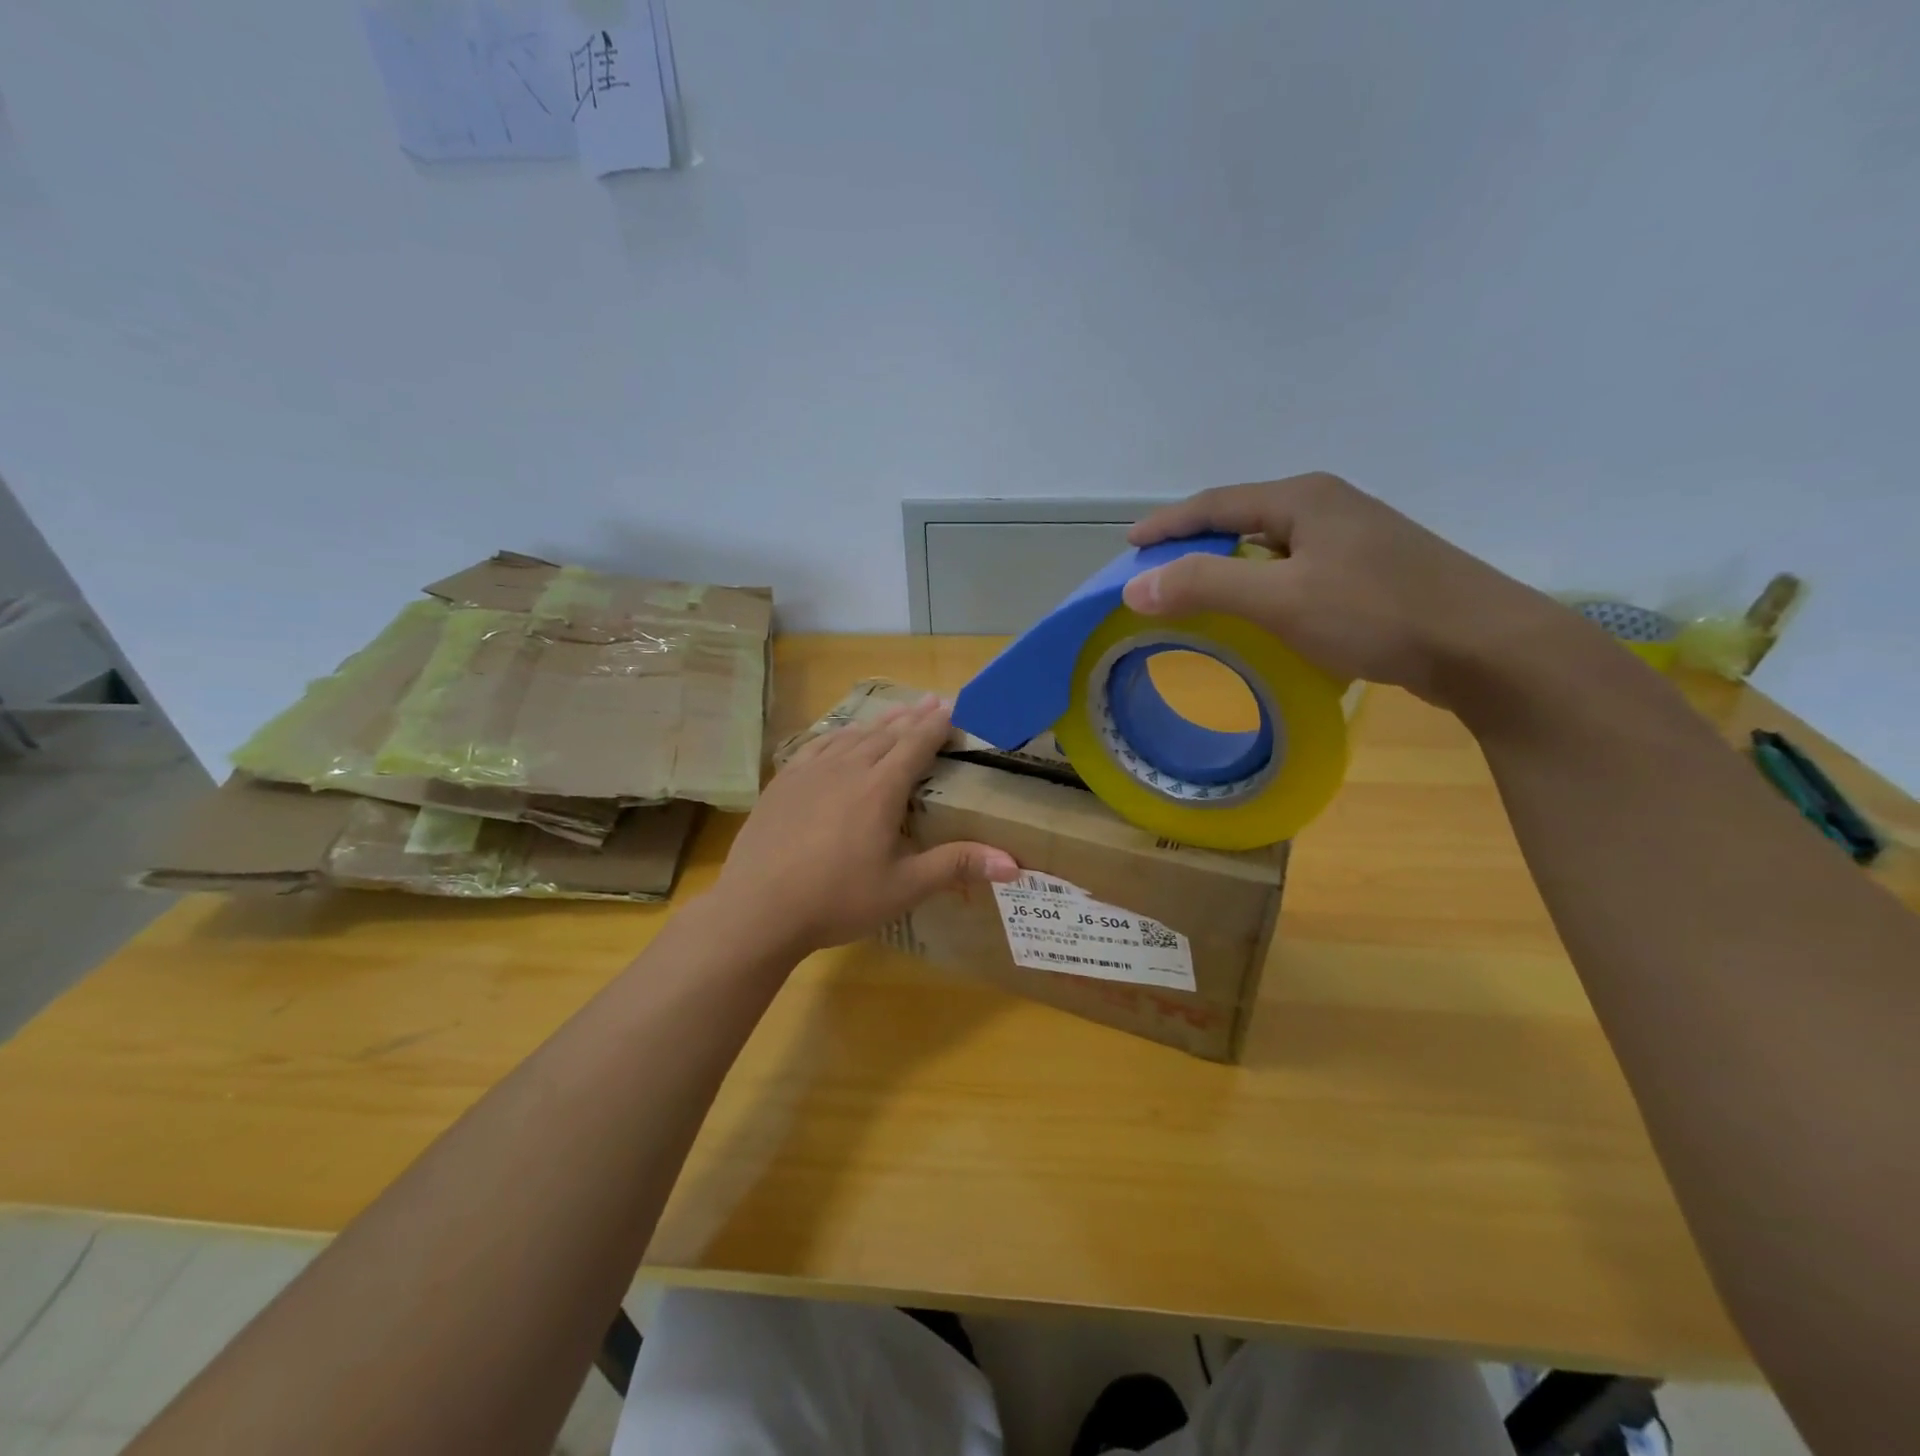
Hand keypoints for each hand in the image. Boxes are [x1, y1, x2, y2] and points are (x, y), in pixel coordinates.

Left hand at [713, 696, 1019, 956]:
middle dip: (914, 717)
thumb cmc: (837, 900)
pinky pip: (818, 745)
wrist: (758, 909)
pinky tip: (840, 736)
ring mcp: (810, 771)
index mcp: (880, 788)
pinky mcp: (783, 782)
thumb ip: (956, 867)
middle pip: (886, 733)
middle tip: (934, 700)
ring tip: (897, 712)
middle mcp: (847, 768)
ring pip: (852, 735)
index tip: (955, 706)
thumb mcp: (903, 887)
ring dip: (879, 722)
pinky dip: (838, 735)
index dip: (938, 724)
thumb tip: (1014, 864)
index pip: (916, 744)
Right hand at [1124, 473, 1576, 712]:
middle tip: (1160, 569)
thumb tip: (1135, 585)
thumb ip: (1205, 586)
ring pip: (1273, 545)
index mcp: (1304, 500)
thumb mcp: (1281, 600)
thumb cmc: (1377, 613)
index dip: (1169, 523)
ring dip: (1230, 563)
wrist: (1484, 647)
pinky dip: (1263, 583)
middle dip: (1197, 541)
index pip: (1216, 503)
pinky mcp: (1373, 572)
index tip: (1131, 545)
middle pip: (1244, 517)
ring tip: (1200, 589)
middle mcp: (1329, 507)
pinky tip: (1262, 610)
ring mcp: (1357, 539)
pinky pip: (1297, 568)